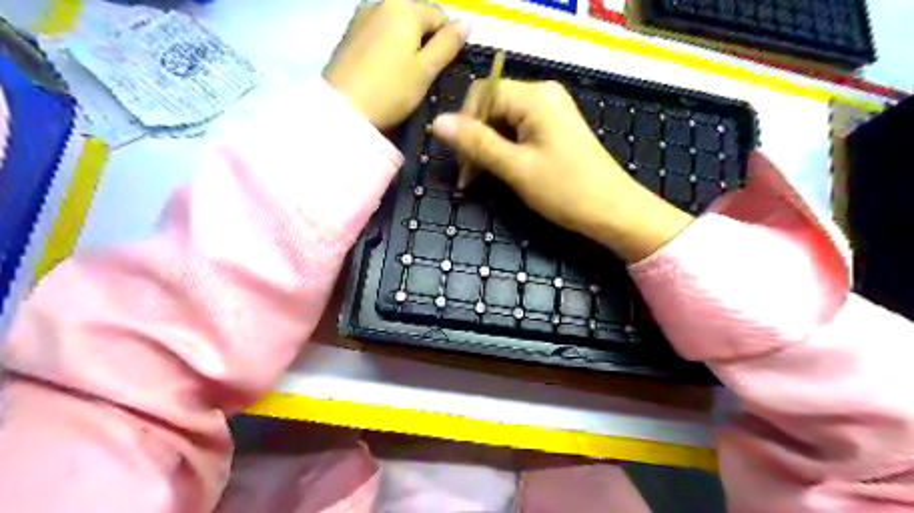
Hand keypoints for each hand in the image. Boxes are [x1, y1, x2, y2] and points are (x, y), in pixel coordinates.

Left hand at [325, 0, 471, 129]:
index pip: (440, 16)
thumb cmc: (390, 90)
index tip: (444, 70)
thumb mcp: (426, 70)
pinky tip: (387, 72)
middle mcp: (381, 2)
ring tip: (407, 76)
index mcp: (404, 6)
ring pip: (397, 27)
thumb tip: (466, 23)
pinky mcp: (349, 34)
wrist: (342, 110)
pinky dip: (389, 49)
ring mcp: (361, 16)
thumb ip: (448, 44)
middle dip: (426, 42)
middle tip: (426, 75)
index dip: (448, 42)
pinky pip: (380, 34)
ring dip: (408, 46)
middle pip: (417, 18)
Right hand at [433, 81, 688, 264]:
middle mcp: (543, 95)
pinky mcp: (555, 129)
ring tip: (481, 179)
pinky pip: (519, 131)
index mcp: (535, 96)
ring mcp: (551, 112)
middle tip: (469, 177)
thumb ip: (476, 143)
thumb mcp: (516, 167)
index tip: (461, 161)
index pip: (482, 94)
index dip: (465, 124)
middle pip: (493, 107)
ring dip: (488, 148)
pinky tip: (502, 172)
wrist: (614, 211)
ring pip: (504, 122)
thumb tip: (437, 122)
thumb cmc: (566, 189)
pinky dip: (505, 150)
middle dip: (476, 140)